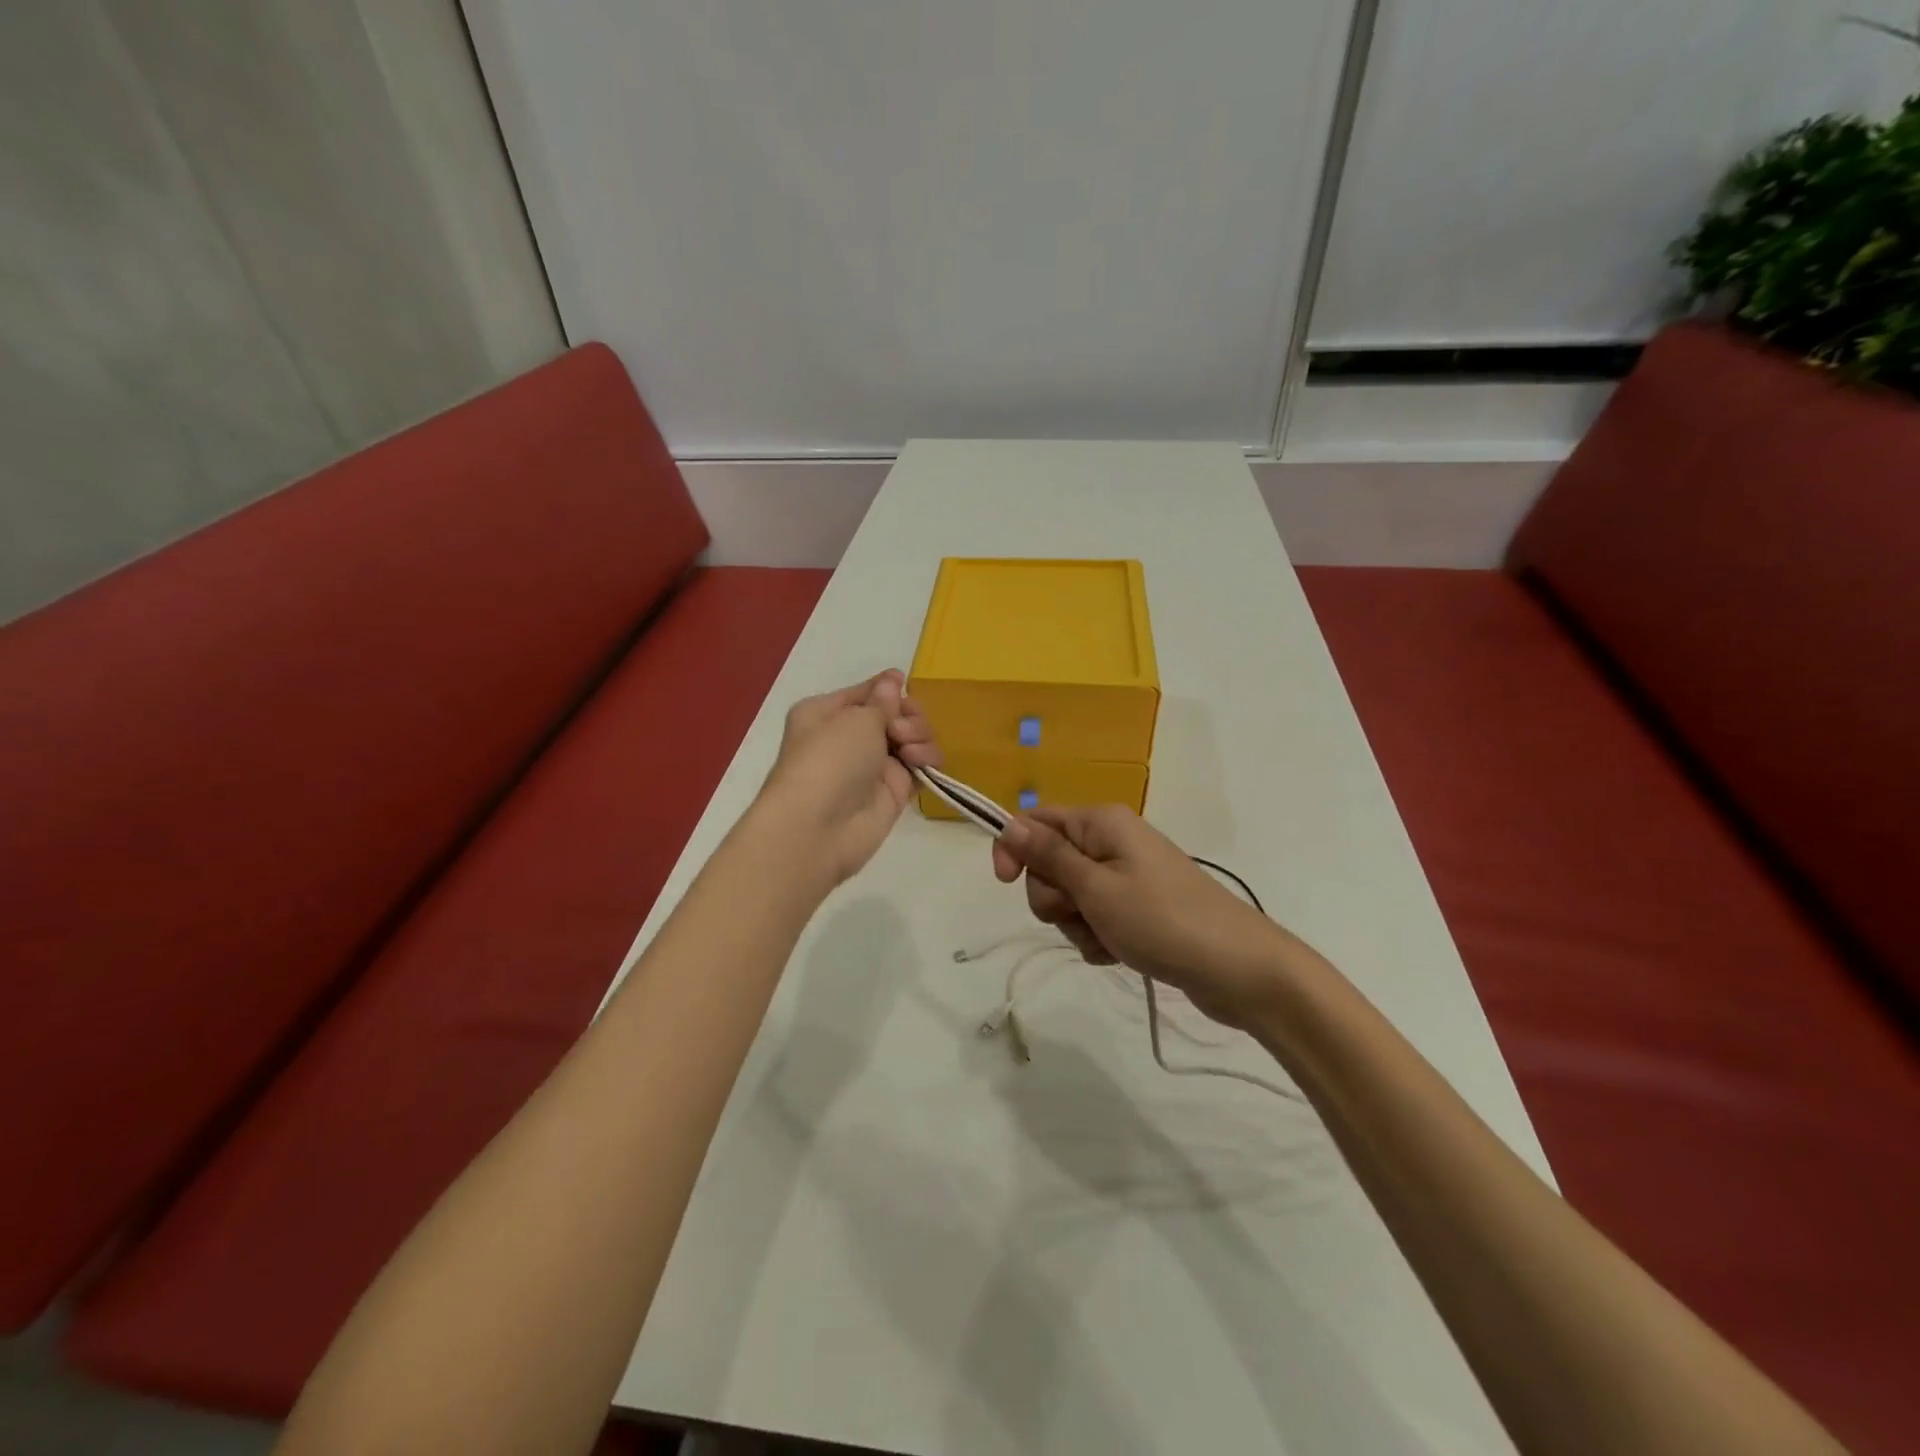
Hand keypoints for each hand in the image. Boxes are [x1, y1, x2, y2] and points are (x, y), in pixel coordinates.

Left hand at [755, 670, 939, 888]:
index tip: (906, 685)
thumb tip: (892, 679)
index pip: (867, 692)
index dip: (888, 688)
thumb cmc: (829, 759)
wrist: (819, 827)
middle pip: (895, 714)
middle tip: (900, 730)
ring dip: (919, 736)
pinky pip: (920, 766)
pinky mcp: (893, 792)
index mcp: (826, 712)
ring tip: (908, 751)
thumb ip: (883, 701)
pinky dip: (927, 760)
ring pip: (911, 738)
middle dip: (907, 715)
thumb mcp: (856, 718)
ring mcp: (872, 766)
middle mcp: (848, 737)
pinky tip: (920, 763)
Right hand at [991, 805, 1288, 1030]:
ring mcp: (1126, 876)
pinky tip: (1119, 952)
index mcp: (1101, 823)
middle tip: (1083, 913)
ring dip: (1077, 923)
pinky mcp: (1137, 908)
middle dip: (1054, 896)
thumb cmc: (1161, 920)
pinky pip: (1095, 918)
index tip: (1004, 882)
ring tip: (1108, 938)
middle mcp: (1112, 841)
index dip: (1014, 848)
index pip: (1036, 820)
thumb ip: (1049, 856)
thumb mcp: (1096, 888)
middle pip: (1050, 863)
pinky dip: (1097, 937)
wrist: (1238, 968)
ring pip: (1070, 897)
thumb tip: (1010, 824)